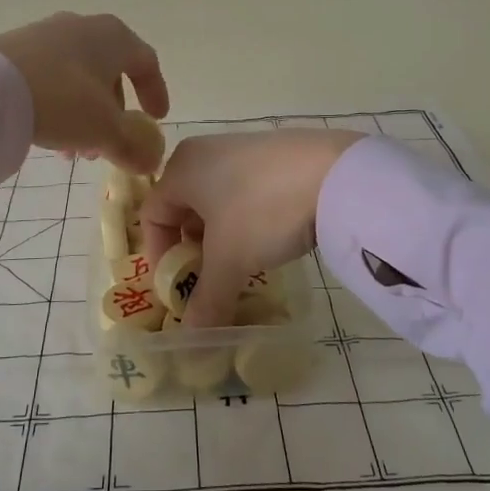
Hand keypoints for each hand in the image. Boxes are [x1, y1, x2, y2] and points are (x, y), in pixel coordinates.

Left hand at [0, 12, 169, 171]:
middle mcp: (81, 27)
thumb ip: (134, 146)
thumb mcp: (105, 130)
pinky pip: (49, 77)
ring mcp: (45, 34)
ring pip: (77, 78)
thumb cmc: (61, 100)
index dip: (155, 91)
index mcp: (112, 36)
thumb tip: (151, 159)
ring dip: (84, 115)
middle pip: (109, 72)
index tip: (157, 119)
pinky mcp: (14, 48)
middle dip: (113, 113)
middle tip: (109, 146)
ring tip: (73, 152)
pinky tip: (45, 135)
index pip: (145, 61)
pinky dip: (58, 105)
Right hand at [140, 129, 361, 326]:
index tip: (179, 289)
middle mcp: (204, 152)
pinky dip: (246, 220)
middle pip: (183, 208)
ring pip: (216, 201)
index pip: (152, 216)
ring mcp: (241, 148)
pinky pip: (244, 191)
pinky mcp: (273, 154)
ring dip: (221, 238)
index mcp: (181, 168)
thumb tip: (191, 342)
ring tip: (243, 265)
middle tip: (211, 281)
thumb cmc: (263, 210)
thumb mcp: (230, 261)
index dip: (160, 258)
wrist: (337, 172)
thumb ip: (206, 301)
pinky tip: (270, 238)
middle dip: (192, 250)